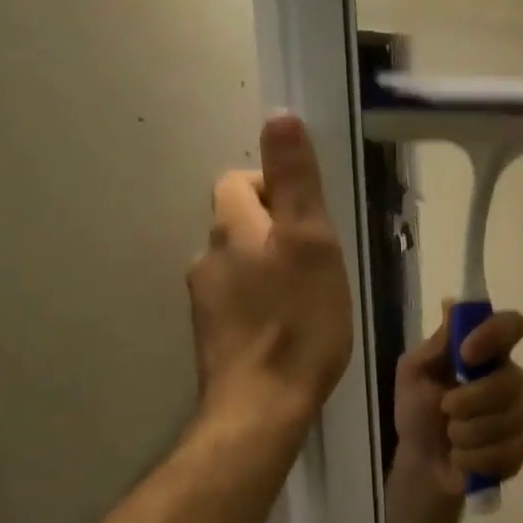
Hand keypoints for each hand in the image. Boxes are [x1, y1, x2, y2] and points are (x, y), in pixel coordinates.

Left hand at [188, 115, 352, 439]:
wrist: (261, 407)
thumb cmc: (297, 322)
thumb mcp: (310, 243)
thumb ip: (295, 180)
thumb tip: (279, 115)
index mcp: (231, 230)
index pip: (237, 182)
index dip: (272, 187)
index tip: (308, 219)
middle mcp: (207, 259)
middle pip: (237, 226)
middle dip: (273, 233)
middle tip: (317, 263)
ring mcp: (205, 304)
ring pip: (238, 268)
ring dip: (267, 272)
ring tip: (306, 301)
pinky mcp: (213, 341)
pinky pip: (238, 306)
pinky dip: (260, 307)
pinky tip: (286, 333)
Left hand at [394, 306, 522, 496]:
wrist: (422, 463)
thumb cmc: (418, 412)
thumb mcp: (413, 374)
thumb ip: (435, 345)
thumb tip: (452, 304)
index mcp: (486, 351)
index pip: (511, 325)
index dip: (493, 335)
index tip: (466, 355)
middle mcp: (511, 376)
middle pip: (511, 380)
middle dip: (470, 401)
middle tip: (445, 410)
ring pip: (509, 419)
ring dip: (468, 433)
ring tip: (452, 437)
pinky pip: (509, 449)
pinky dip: (476, 458)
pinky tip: (463, 458)